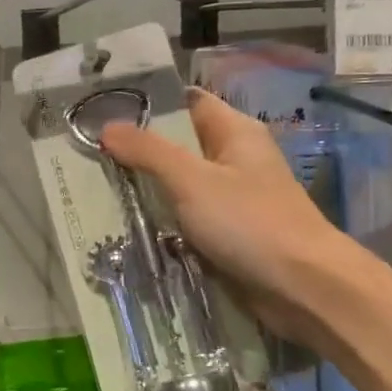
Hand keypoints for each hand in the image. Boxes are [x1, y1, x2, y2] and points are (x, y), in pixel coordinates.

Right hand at [99, 89, 347, 334]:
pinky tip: (127, 225)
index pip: (185, 102)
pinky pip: (187, 219)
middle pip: (179, 145)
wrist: (303, 287)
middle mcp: (234, 159)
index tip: (101, 109)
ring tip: (96, 188)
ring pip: (179, 186)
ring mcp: (233, 199)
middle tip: (88, 153)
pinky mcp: (229, 234)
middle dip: (137, 151)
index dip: (147, 103)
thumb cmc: (250, 222)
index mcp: (234, 132)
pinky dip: (162, 221)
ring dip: (146, 190)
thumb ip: (148, 152)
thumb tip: (106, 127)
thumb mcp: (191, 180)